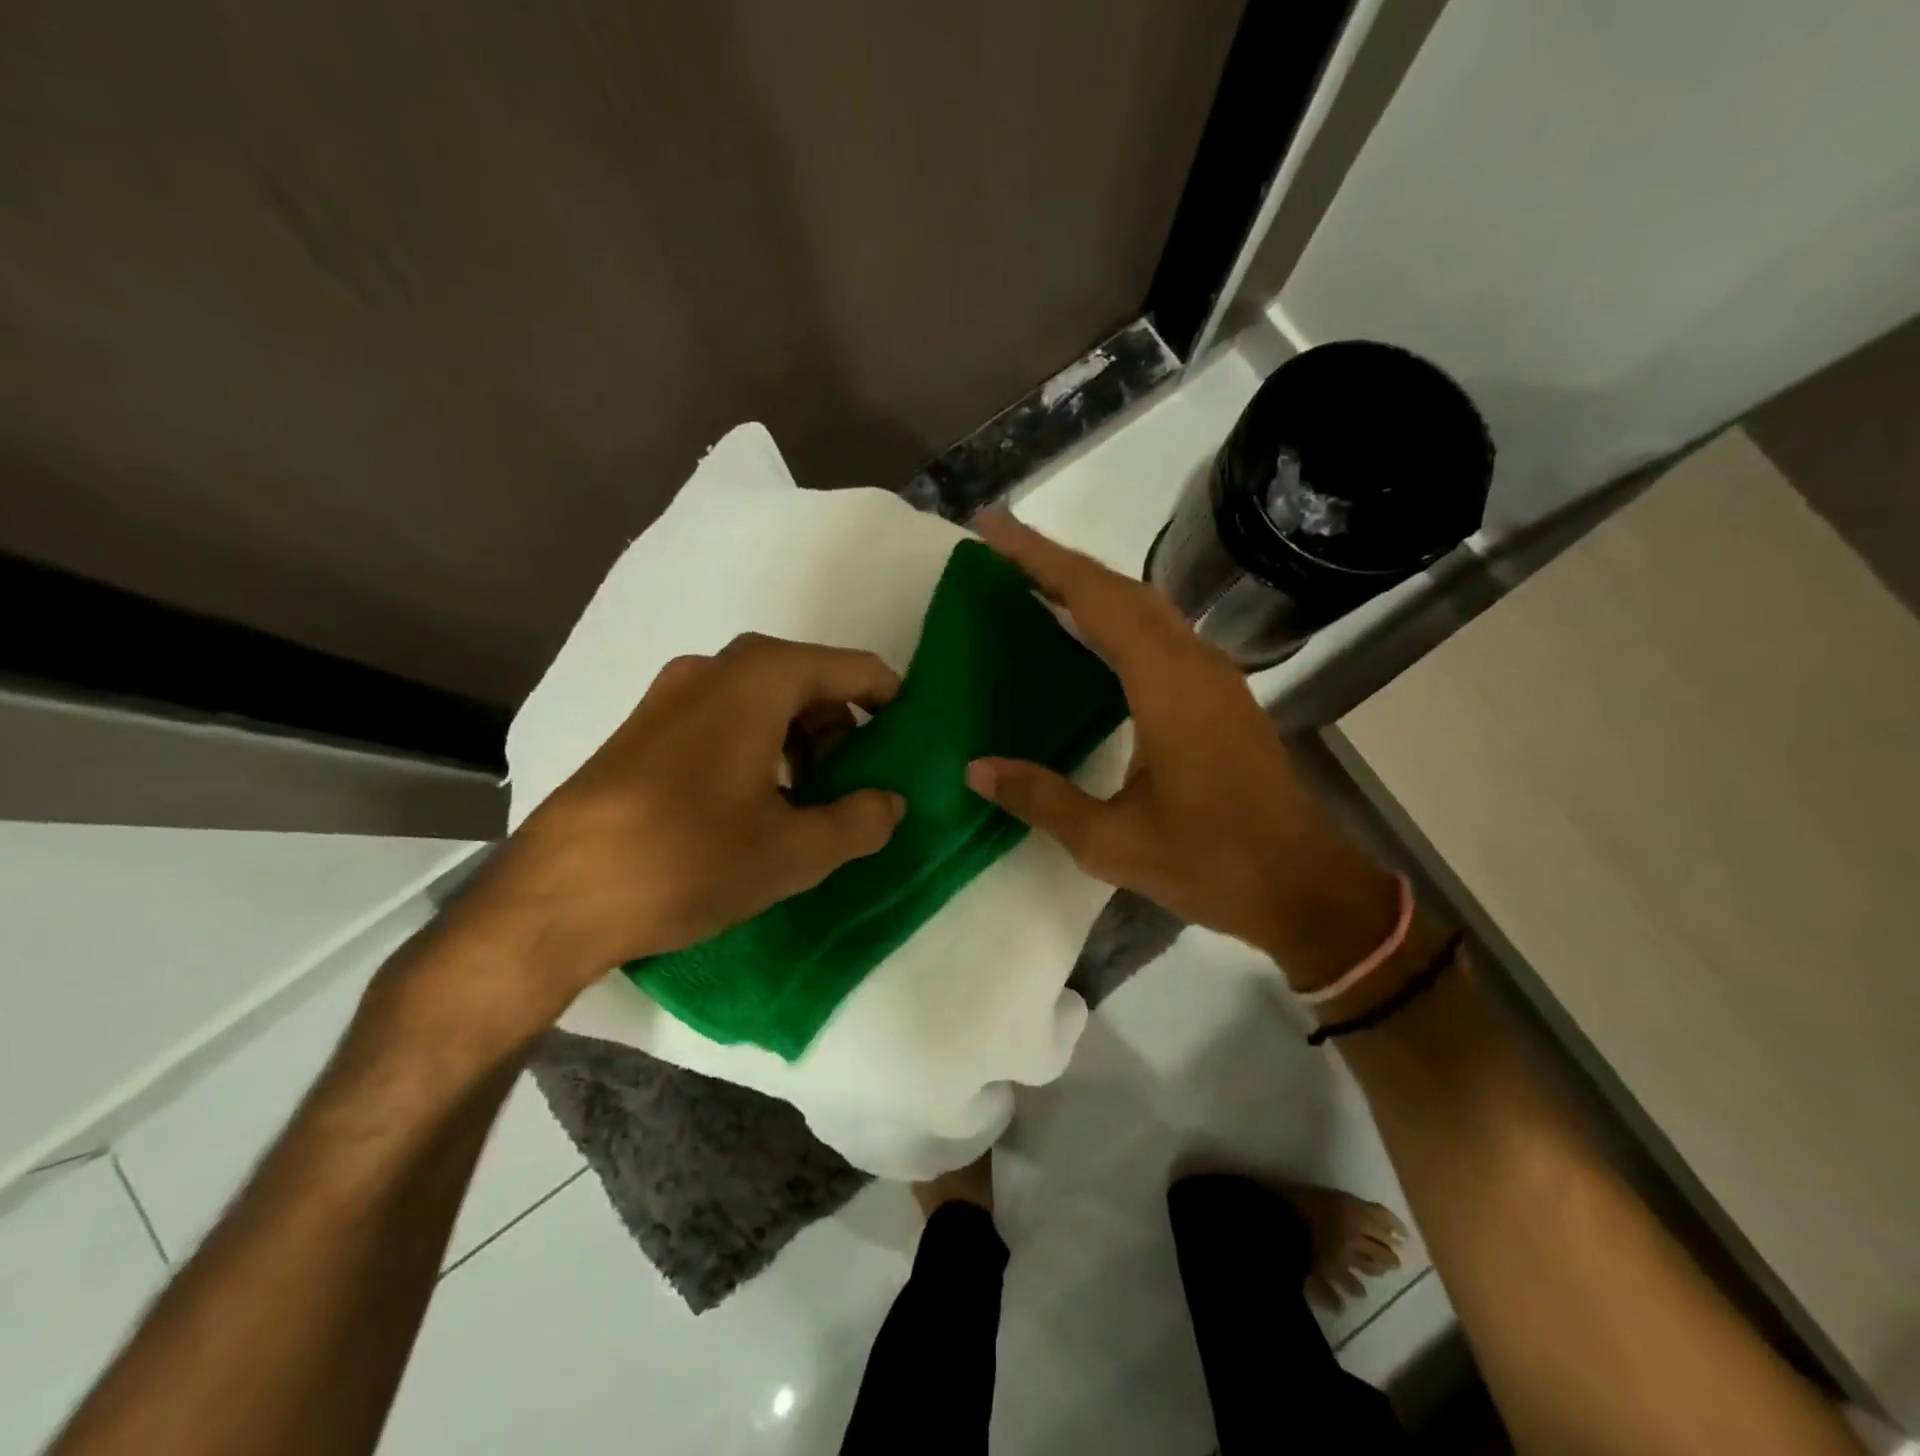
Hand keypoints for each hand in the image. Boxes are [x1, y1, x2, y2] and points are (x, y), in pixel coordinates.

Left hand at [448, 633, 905, 1023]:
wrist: (555, 896)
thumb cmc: (688, 859)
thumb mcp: (794, 851)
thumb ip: (861, 820)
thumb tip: (890, 802)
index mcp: (760, 678)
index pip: (855, 670)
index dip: (893, 704)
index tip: (911, 746)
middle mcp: (715, 669)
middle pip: (809, 684)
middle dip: (844, 733)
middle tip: (857, 790)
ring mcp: (671, 695)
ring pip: (766, 704)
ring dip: (802, 745)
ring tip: (807, 807)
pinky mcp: (645, 729)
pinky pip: (726, 721)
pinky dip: (760, 751)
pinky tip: (755, 808)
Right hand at [966, 512, 1399, 988]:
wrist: (1304, 887)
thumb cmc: (1210, 862)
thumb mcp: (1110, 842)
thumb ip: (1040, 798)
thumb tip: (975, 768)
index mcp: (1167, 684)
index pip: (1095, 598)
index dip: (1040, 558)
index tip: (993, 527)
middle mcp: (1194, 662)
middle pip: (1121, 588)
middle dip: (1059, 563)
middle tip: (1001, 551)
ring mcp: (1214, 675)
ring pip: (1145, 606)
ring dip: (1090, 587)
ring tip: (1035, 583)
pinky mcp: (1221, 694)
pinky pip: (1160, 633)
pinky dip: (1117, 617)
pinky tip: (1090, 637)